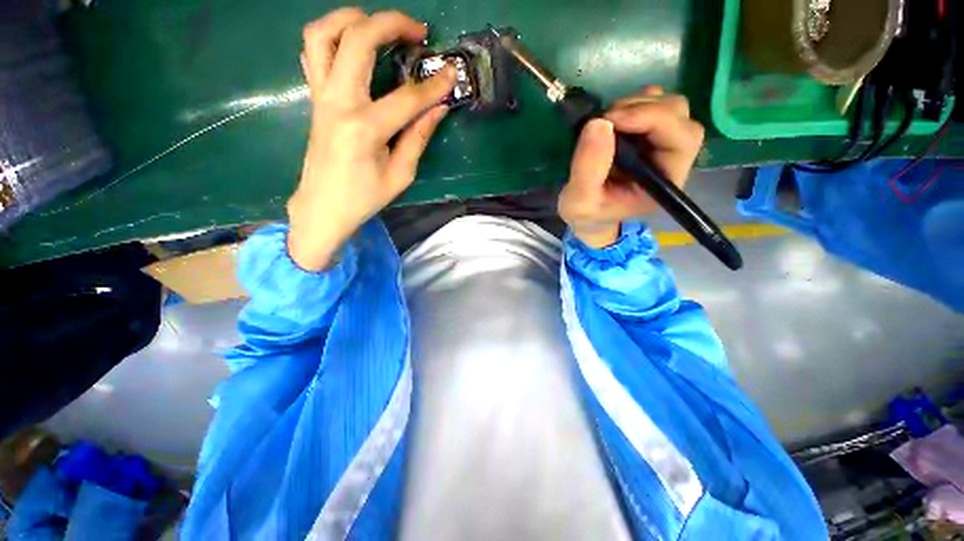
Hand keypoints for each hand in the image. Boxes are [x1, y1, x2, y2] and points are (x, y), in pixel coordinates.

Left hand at [287, 9, 455, 270]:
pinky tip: (352, 45)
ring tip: (377, 24)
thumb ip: (418, 138)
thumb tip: (438, 109)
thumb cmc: (364, 197)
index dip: (433, 85)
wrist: (323, 206)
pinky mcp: (315, 98)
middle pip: (358, 40)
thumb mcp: (400, 175)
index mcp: (364, 129)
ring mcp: (321, 96)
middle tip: (417, 31)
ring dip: (350, 18)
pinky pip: (313, 53)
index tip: (452, 74)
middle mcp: (338, 103)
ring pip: (323, 35)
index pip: (406, 97)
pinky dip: (331, 38)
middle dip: (391, 24)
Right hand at [558, 86, 704, 247]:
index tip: (612, 120)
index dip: (653, 120)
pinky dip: (633, 104)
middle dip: (642, 110)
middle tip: (605, 120)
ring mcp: (661, 145)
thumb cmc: (588, 214)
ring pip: (668, 106)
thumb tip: (599, 123)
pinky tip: (614, 119)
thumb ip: (588, 169)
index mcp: (664, 183)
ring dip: (634, 105)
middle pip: (679, 117)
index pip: (682, 140)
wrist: (587, 216)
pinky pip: (654, 104)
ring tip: (605, 123)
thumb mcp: (580, 202)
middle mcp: (671, 161)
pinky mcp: (648, 135)